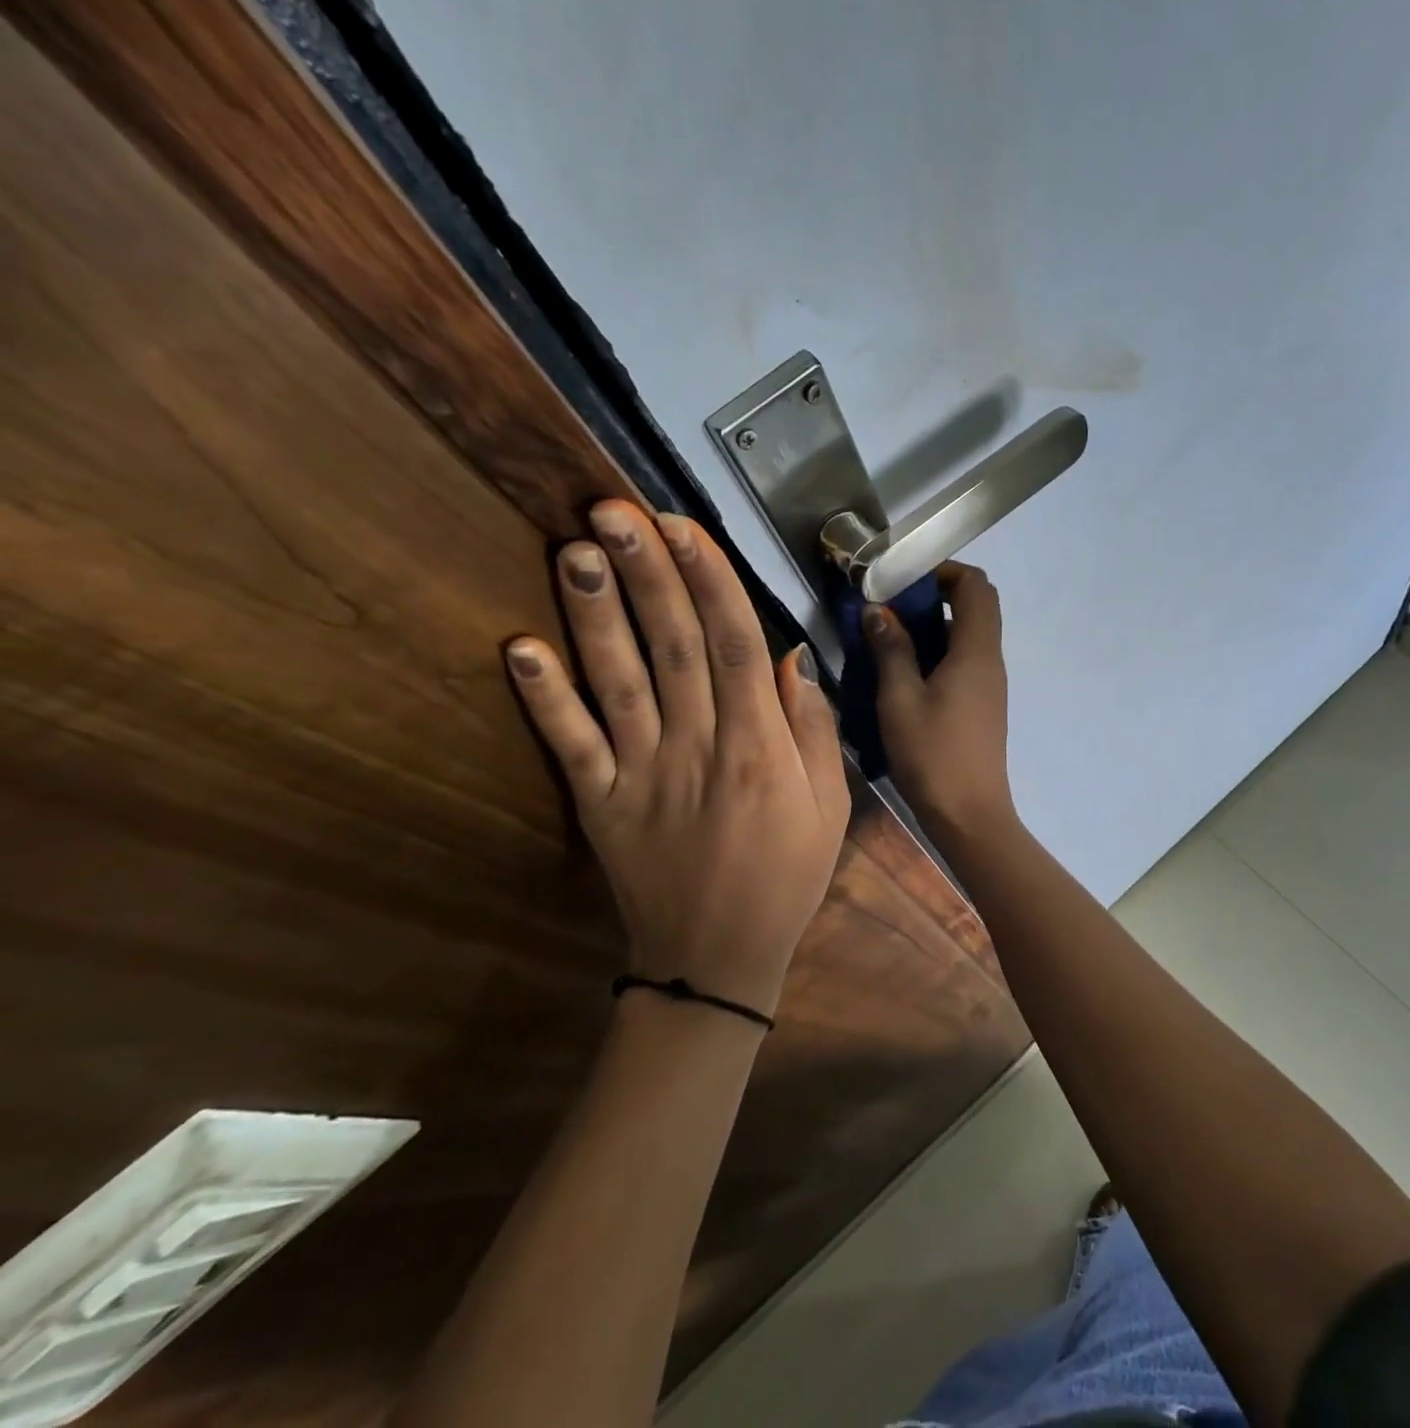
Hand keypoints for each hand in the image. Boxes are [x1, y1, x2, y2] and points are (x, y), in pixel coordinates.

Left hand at [505, 501, 849, 1018]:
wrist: (717, 960)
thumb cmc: (786, 878)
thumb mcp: (830, 807)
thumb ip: (812, 730)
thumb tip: (791, 659)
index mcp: (759, 747)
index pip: (736, 645)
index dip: (709, 580)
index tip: (683, 527)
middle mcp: (698, 746)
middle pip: (674, 646)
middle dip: (647, 572)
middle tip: (614, 509)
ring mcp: (641, 774)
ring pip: (618, 680)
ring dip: (594, 614)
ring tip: (575, 550)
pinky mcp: (600, 803)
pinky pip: (571, 744)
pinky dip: (545, 697)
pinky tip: (520, 647)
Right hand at [865, 562, 1015, 837]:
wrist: (969, 816)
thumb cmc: (932, 754)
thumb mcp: (899, 699)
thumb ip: (890, 649)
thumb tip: (879, 610)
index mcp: (976, 651)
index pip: (977, 586)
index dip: (945, 571)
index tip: (905, 580)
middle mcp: (991, 661)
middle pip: (975, 608)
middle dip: (934, 597)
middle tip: (891, 609)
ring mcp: (990, 685)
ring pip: (967, 637)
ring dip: (932, 629)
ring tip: (889, 641)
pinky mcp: (983, 706)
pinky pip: (964, 663)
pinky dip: (938, 654)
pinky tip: (905, 676)